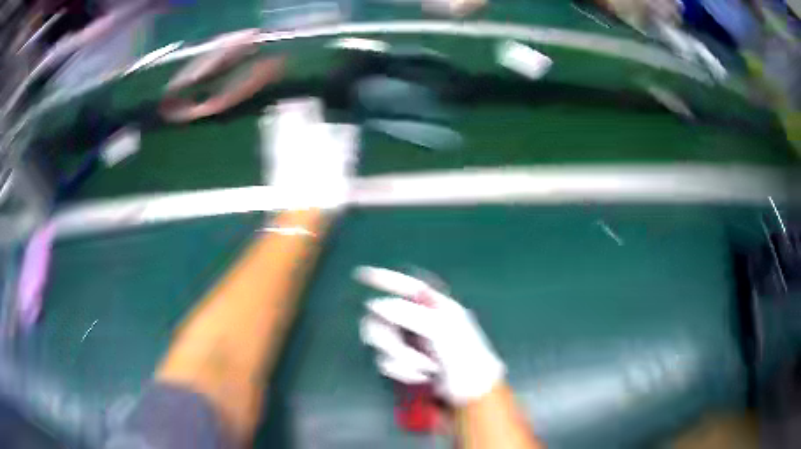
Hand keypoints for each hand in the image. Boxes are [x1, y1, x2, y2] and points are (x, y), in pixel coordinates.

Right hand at [356, 266, 504, 404]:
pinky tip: (420, 378)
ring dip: (398, 355)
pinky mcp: (402, 364)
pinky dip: (401, 370)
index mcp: (435, 307)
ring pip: (379, 339)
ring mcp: (409, 344)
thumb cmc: (463, 357)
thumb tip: (375, 305)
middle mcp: (418, 322)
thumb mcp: (441, 330)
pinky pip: (384, 361)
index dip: (384, 278)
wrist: (468, 394)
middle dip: (389, 334)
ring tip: (424, 368)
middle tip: (398, 346)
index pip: (407, 286)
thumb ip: (408, 314)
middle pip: (382, 315)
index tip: (360, 275)